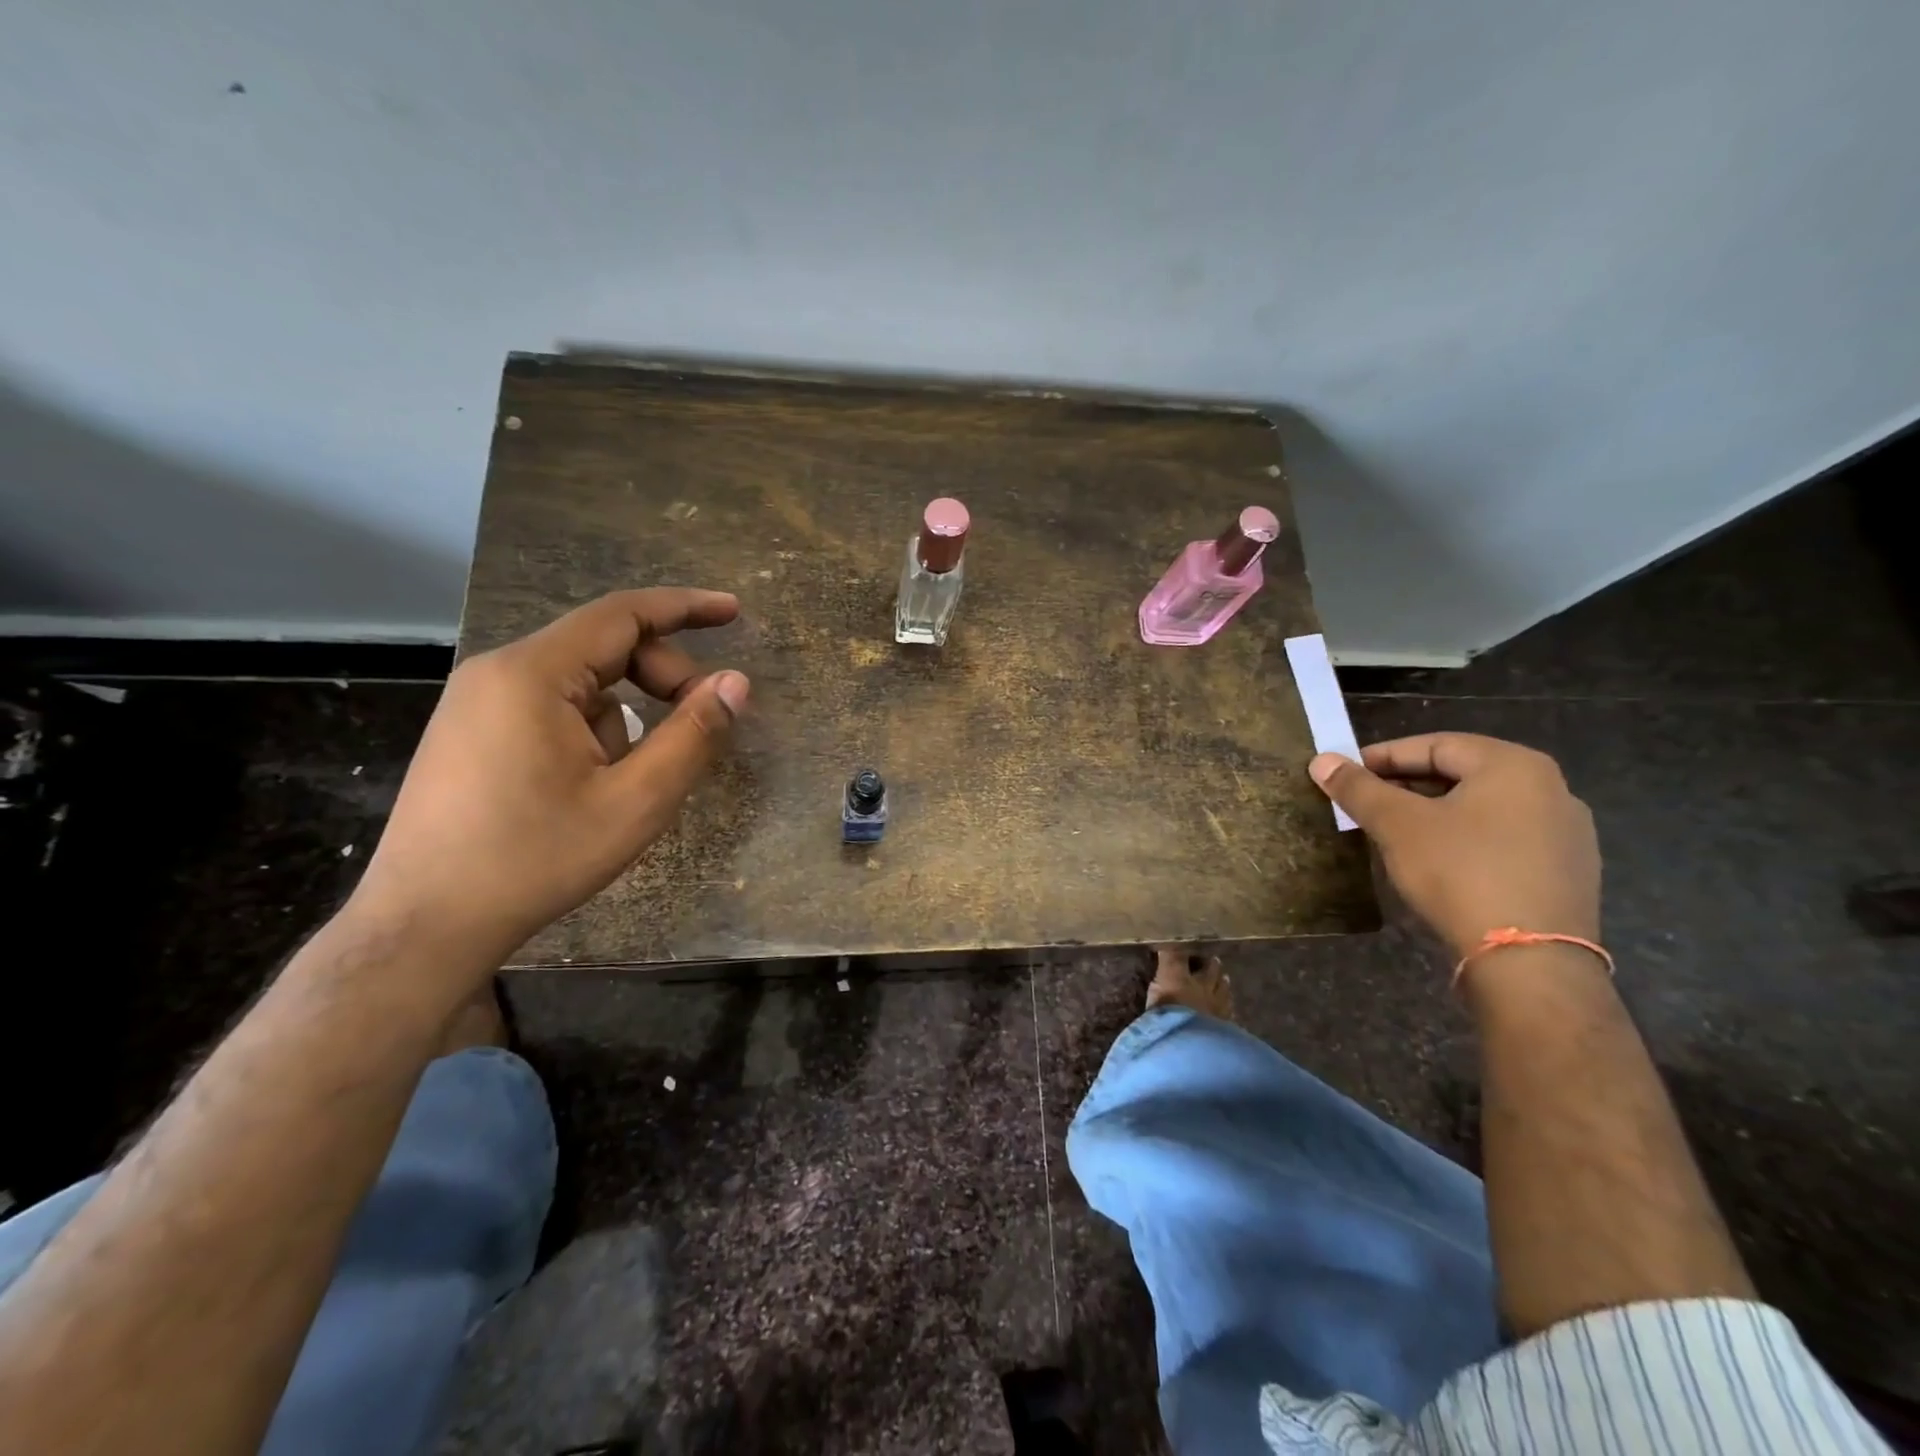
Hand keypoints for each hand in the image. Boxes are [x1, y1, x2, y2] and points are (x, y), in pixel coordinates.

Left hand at [352, 588, 749, 973]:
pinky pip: (551, 706)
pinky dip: (591, 728)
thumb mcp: (636, 801)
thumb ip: (693, 735)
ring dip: (625, 715)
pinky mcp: (471, 731)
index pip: (624, 614)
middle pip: (604, 647)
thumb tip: (737, 683)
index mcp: (534, 674)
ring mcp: (477, 701)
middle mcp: (499, 671)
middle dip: (662, 677)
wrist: (424, 925)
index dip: (686, 608)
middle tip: (700, 726)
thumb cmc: (535, 859)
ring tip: (628, 780)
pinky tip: (588, 786)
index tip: (734, 611)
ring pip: (581, 683)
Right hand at [1309, 733, 1598, 959]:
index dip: (1382, 756)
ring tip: (1392, 831)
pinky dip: (1463, 839)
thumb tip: (1321, 760)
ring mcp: (1566, 834)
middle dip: (1406, 785)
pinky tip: (1435, 861)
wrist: (1530, 961)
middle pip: (1461, 774)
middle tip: (1363, 802)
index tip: (1345, 774)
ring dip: (1433, 813)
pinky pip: (1503, 839)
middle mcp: (1551, 789)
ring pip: (1481, 808)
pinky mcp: (1567, 873)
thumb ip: (1359, 788)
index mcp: (1514, 765)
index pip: (1435, 745)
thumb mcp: (1397, 825)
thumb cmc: (1460, 873)